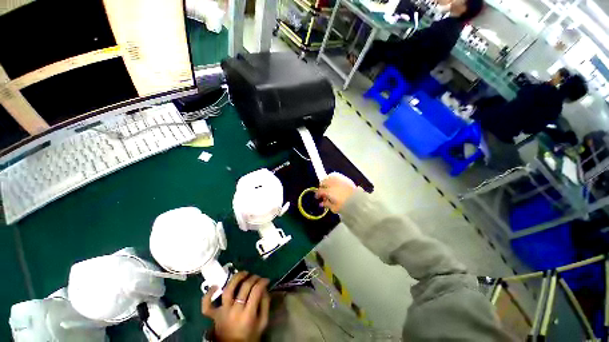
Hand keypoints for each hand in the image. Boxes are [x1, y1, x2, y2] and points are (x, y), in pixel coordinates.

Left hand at [202, 272, 269, 341]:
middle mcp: (235, 310)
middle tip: (257, 276)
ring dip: (236, 278)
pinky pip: (206, 305)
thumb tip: (264, 288)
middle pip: (245, 287)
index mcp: (248, 314)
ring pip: (228, 290)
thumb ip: (265, 304)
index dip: (262, 281)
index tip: (266, 280)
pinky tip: (216, 285)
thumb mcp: (262, 322)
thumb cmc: (250, 336)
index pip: (256, 290)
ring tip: (244, 273)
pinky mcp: (213, 315)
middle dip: (253, 278)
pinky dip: (208, 295)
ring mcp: (222, 312)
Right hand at [315, 174, 355, 212]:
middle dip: (322, 186)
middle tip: (323, 192)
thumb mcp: (334, 208)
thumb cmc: (345, 206)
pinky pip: (336, 176)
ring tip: (328, 186)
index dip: (317, 194)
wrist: (358, 201)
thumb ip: (327, 204)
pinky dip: (333, 179)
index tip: (317, 197)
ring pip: (329, 177)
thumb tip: (322, 203)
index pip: (320, 191)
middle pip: (323, 182)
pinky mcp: (345, 179)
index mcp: (329, 191)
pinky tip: (334, 183)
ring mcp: (339, 180)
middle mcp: (332, 184)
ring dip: (327, 181)